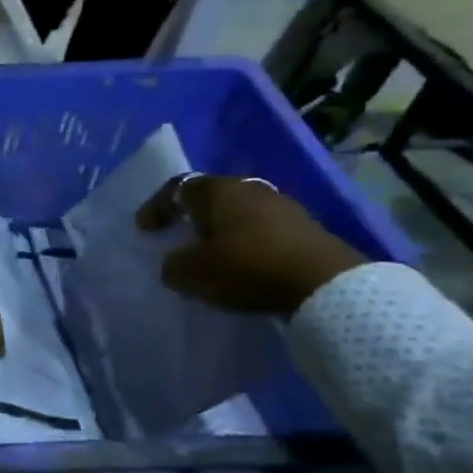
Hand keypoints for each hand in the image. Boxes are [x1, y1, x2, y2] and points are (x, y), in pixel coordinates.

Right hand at [136, 175, 369, 315]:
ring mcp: (282, 206)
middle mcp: (249, 188)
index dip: (156, 207)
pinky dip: (245, 242)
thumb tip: (174, 262)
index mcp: (218, 190)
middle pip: (210, 197)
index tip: (144, 230)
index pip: (177, 187)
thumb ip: (173, 265)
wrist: (327, 284)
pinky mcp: (305, 228)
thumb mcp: (193, 272)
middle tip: (177, 238)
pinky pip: (261, 229)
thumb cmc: (248, 267)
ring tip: (211, 255)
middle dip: (191, 217)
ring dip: (221, 231)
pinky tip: (242, 264)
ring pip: (238, 213)